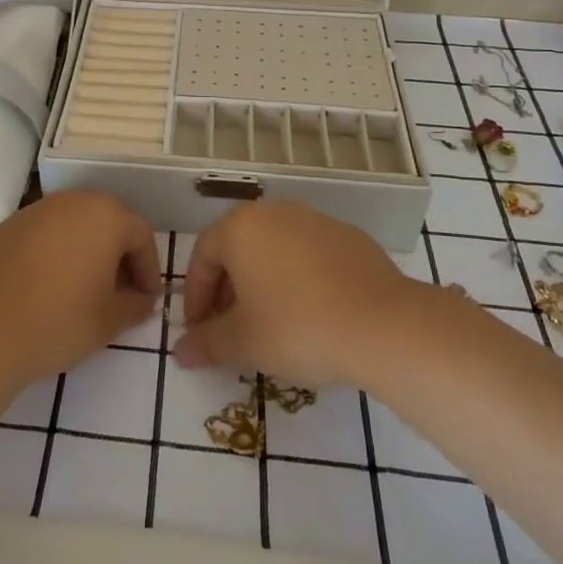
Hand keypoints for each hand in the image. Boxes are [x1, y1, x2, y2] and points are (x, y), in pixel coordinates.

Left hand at [0, 190, 160, 389]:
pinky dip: (54, 254)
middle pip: (107, 222)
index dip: (149, 269)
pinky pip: (43, 235)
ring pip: (73, 226)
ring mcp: (34, 210)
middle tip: (119, 293)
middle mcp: (72, 201)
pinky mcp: (5, 227)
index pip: (141, 235)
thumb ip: (136, 305)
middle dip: (118, 256)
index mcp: (105, 215)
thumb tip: (142, 299)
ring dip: (86, 252)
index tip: (147, 300)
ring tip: (83, 291)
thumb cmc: (58, 320)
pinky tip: (47, 288)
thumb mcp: (109, 320)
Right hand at [173, 200, 418, 386]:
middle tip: (230, 329)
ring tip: (270, 323)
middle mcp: (273, 212)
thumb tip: (180, 351)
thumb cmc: (297, 328)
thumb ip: (206, 343)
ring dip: (262, 282)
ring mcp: (314, 220)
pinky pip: (307, 255)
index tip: (199, 332)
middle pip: (237, 248)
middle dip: (227, 289)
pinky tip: (310, 313)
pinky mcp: (348, 236)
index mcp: (240, 228)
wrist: (383, 324)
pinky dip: (298, 279)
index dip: (195, 297)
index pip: (202, 257)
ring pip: (273, 249)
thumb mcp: (243, 343)